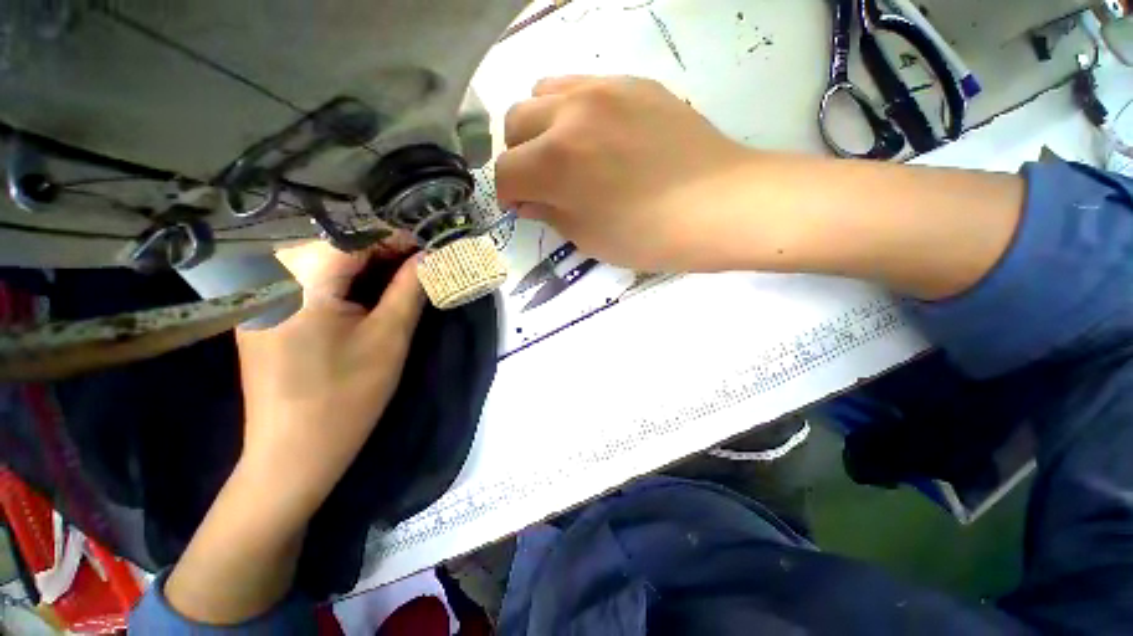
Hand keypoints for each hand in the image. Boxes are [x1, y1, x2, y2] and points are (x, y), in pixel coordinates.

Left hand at [164, 242, 423, 624]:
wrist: (293, 453)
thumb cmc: (347, 397)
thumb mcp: (390, 337)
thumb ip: (410, 288)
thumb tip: (429, 258)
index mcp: (300, 282)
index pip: (355, 236)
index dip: (397, 238)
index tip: (429, 248)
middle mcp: (269, 278)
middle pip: (336, 244)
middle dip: (383, 251)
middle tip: (419, 267)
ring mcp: (260, 295)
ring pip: (323, 260)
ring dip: (365, 266)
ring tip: (400, 280)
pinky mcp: (263, 312)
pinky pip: (307, 280)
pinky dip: (342, 280)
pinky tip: (366, 295)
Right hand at [495, 75, 752, 271]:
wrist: (717, 206)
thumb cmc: (648, 236)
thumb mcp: (587, 237)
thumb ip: (549, 212)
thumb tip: (529, 199)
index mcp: (556, 162)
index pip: (505, 173)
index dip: (508, 195)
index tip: (521, 207)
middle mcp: (570, 114)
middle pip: (515, 123)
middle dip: (518, 158)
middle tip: (542, 181)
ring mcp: (604, 88)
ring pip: (542, 93)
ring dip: (540, 127)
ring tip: (564, 151)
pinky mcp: (633, 82)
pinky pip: (581, 83)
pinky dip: (572, 109)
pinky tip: (595, 134)